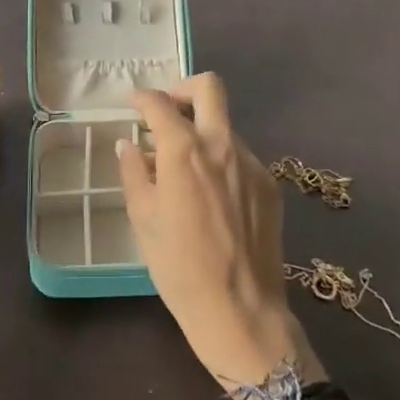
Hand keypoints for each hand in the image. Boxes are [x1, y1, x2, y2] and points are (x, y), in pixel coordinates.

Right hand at [117, 74, 315, 389]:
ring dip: (203, 131)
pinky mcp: (269, 185)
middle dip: (183, 89)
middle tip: (167, 113)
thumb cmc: (180, 267)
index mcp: (184, 150)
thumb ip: (134, 172)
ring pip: (225, 126)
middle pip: (209, 88)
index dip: (143, 98)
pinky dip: (221, 161)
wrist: (241, 311)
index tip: (134, 104)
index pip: (160, 104)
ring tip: (185, 168)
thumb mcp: (143, 219)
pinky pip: (240, 157)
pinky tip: (212, 196)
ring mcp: (251, 163)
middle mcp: (221, 145)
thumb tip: (130, 145)